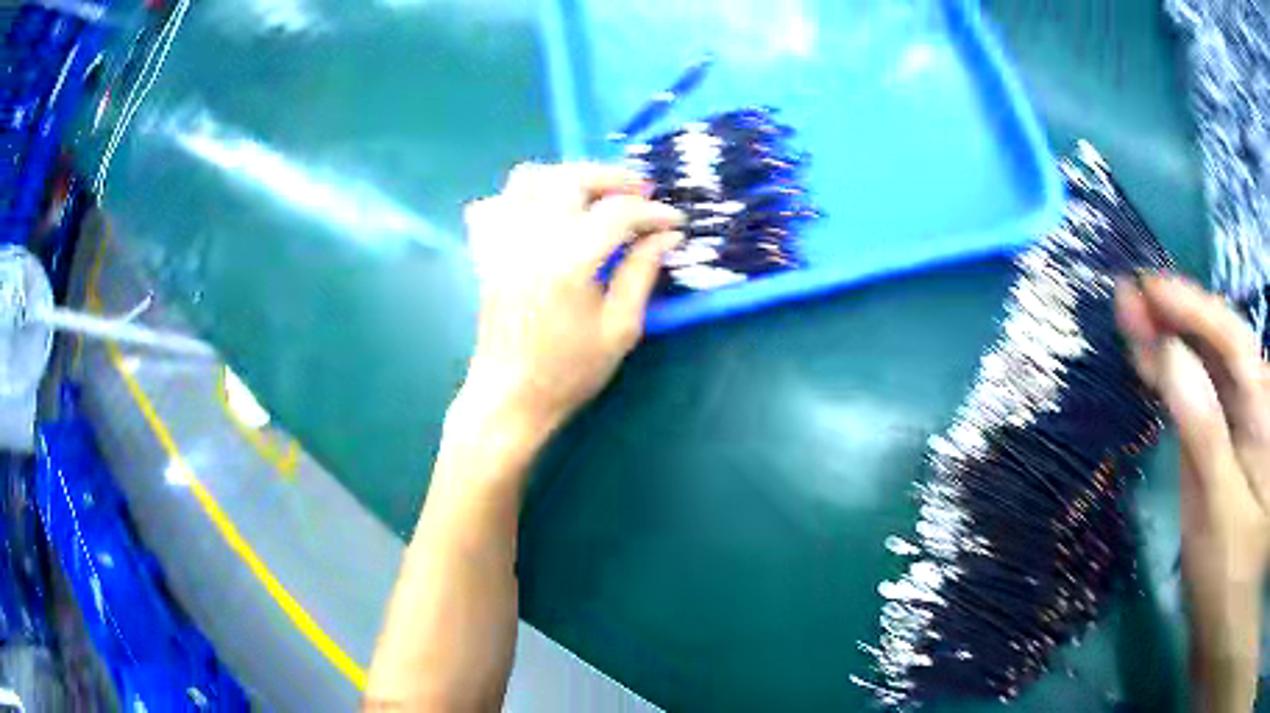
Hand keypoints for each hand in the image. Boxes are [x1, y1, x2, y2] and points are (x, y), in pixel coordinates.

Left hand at [457, 162, 684, 436]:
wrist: (510, 396)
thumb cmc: (569, 372)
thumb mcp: (620, 329)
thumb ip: (642, 273)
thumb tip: (667, 235)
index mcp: (569, 262)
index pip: (617, 214)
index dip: (653, 212)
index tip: (676, 219)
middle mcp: (531, 239)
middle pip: (571, 179)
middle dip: (612, 177)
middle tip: (641, 191)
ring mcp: (502, 242)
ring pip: (529, 179)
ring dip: (567, 176)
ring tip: (594, 194)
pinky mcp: (486, 251)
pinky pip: (494, 203)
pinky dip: (520, 197)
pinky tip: (543, 212)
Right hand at [1116, 275, 1269, 712]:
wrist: (1224, 622)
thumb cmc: (1230, 579)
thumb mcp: (1220, 512)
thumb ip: (1203, 434)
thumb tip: (1172, 359)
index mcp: (1261, 413)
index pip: (1231, 340)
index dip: (1192, 309)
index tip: (1148, 290)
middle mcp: (1251, 405)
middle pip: (1218, 344)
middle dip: (1176, 316)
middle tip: (1129, 296)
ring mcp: (1236, 427)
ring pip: (1206, 366)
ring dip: (1170, 340)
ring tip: (1132, 316)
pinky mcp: (1220, 447)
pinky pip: (1197, 398)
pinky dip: (1172, 376)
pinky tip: (1151, 360)